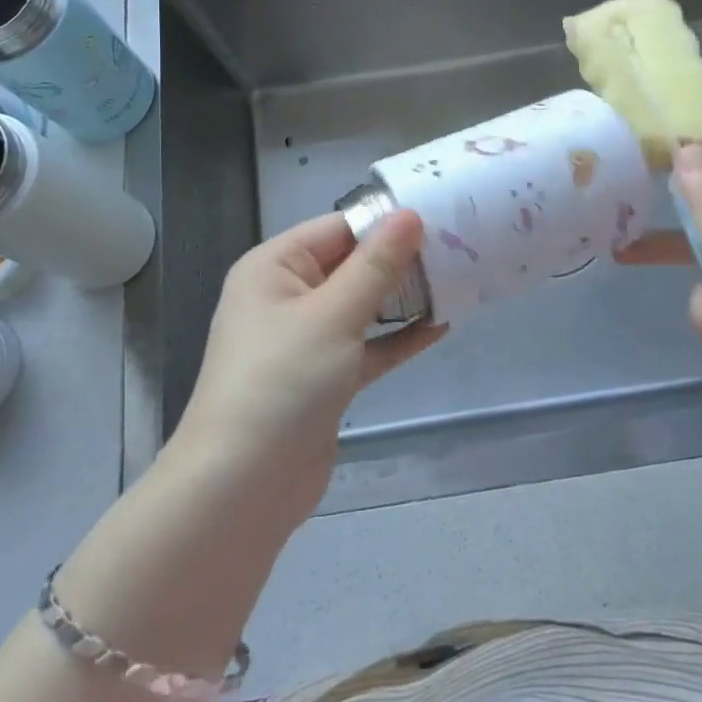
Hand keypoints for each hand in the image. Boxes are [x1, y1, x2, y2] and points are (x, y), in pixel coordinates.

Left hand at [174, 211, 444, 517]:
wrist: (242, 488)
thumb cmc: (283, 381)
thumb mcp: (333, 315)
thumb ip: (376, 265)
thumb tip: (410, 214)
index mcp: (274, 267)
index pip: (337, 228)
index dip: (385, 222)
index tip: (440, 215)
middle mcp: (286, 296)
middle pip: (350, 265)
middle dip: (399, 260)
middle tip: (459, 248)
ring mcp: (304, 340)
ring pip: (361, 306)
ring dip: (402, 299)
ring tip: (457, 282)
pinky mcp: (323, 378)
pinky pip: (365, 346)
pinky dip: (397, 339)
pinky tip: (439, 327)